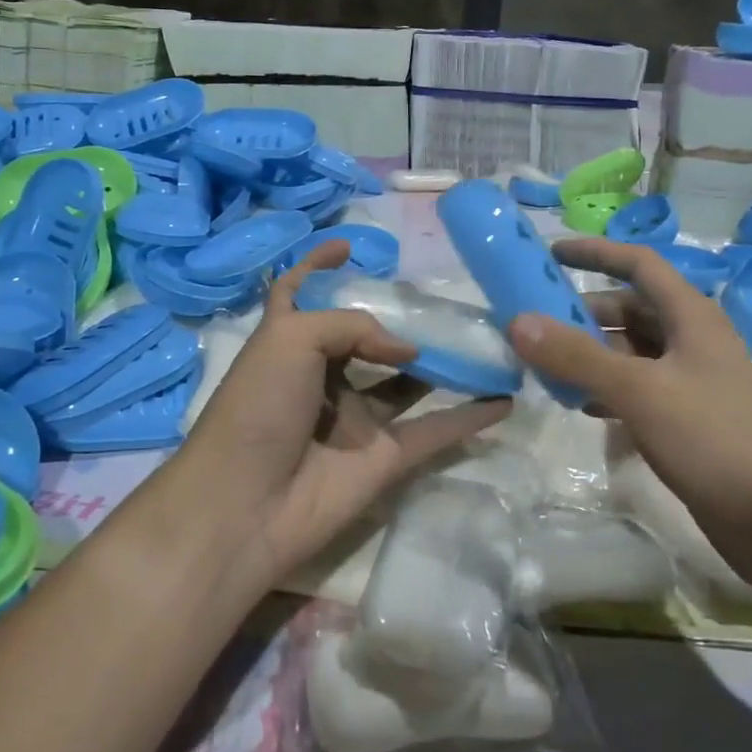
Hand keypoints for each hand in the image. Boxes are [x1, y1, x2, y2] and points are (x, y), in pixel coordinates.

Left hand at [163, 240, 511, 589]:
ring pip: (407, 382)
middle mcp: (323, 376)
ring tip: (481, 337)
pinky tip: (505, 397)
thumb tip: (409, 348)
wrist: (246, 505)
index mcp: (289, 342)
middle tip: (440, 298)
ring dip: (442, 363)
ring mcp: (356, 419)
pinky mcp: (384, 457)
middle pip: (364, 338)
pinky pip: (436, 431)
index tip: (348, 246)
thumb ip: (354, 325)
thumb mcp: (292, 337)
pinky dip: (470, 417)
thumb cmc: (258, 406)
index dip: (317, 266)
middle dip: (398, 318)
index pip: (300, 292)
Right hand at [506, 237, 751, 532]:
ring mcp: (690, 381)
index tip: (550, 252)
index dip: (595, 253)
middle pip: (628, 310)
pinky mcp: (686, 419)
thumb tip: (516, 322)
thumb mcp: (639, 391)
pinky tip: (579, 407)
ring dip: (588, 355)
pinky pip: (635, 389)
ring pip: (629, 352)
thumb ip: (576, 356)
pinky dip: (604, 389)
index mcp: (690, 316)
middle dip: (581, 314)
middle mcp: (690, 340)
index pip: (638, 264)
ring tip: (544, 369)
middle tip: (533, 327)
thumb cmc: (715, 440)